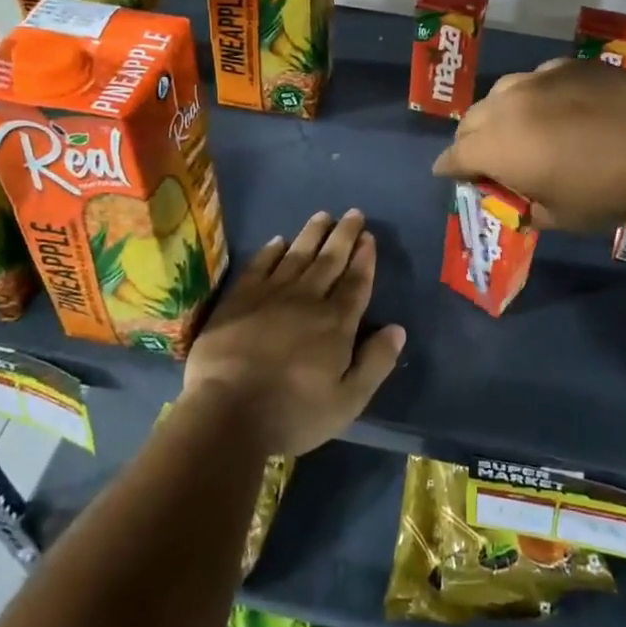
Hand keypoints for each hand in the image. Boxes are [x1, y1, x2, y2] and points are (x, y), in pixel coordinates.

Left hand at [181, 210, 405, 456]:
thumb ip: (375, 362)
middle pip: (330, 260)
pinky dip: (271, 251)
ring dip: (312, 234)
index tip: (369, 237)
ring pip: (297, 255)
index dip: (364, 258)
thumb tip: (398, 329)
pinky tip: (278, 241)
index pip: (356, 282)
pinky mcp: (239, 300)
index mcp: (336, 323)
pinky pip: (259, 266)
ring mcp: (270, 296)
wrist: (227, 413)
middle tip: (354, 213)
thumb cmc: (293, 413)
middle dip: (344, 235)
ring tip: (323, 215)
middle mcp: (307, 300)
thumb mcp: (348, 401)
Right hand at [432, 58, 625, 229]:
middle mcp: (507, 106)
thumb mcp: (560, 217)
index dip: (450, 169)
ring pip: (502, 93)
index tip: (450, 174)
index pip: (455, 156)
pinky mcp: (568, 65)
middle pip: (471, 120)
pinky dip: (537, 96)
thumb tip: (526, 198)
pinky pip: (538, 80)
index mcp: (495, 147)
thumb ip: (529, 206)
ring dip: (500, 113)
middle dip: (471, 140)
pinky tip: (559, 108)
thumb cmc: (605, 191)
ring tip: (519, 128)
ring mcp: (538, 79)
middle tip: (486, 157)